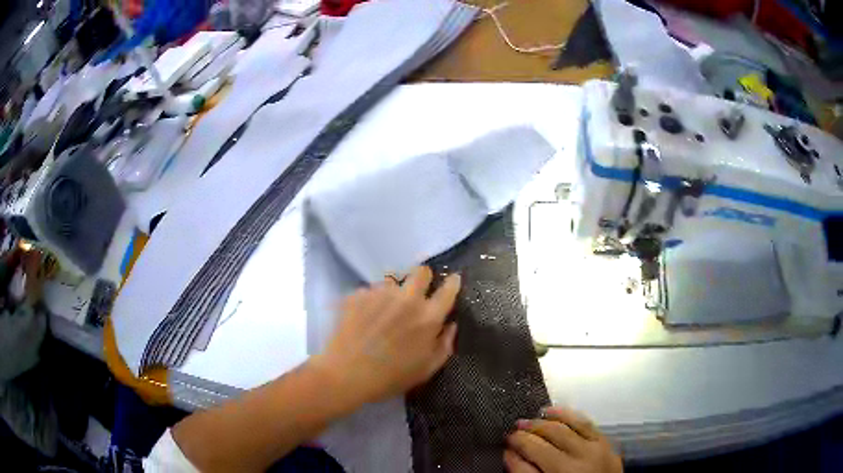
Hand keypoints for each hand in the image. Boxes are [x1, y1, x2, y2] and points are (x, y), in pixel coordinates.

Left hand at [314, 266, 460, 404]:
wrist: (345, 375)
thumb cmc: (390, 378)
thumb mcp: (426, 370)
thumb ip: (444, 345)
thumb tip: (450, 325)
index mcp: (428, 317)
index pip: (448, 290)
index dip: (453, 283)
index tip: (453, 281)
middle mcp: (407, 298)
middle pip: (421, 271)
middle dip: (423, 277)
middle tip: (417, 292)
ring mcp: (380, 293)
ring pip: (393, 280)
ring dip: (393, 291)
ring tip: (384, 309)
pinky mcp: (358, 295)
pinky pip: (370, 290)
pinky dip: (371, 300)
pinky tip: (364, 317)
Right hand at [505, 407, 622, 472]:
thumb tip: (510, 455)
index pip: (527, 461)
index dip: (513, 451)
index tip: (504, 446)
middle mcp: (576, 464)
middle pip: (544, 442)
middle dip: (525, 434)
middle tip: (513, 431)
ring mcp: (594, 451)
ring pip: (564, 427)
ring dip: (543, 422)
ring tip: (529, 419)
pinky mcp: (606, 444)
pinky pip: (585, 423)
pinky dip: (568, 415)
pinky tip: (554, 412)